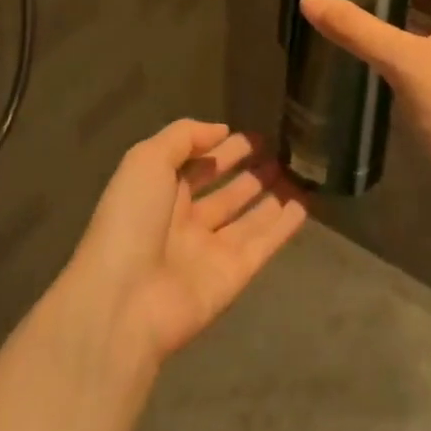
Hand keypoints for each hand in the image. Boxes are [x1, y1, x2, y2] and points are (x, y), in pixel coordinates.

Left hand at [65, 120, 306, 368]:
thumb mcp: (146, 160)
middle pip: (223, 192)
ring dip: (270, 196)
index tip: (251, 135)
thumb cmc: (130, 221)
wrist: (125, 301)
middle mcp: (185, 221)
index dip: (220, 148)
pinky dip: (284, 226)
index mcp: (159, 193)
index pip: (195, 165)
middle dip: (248, 172)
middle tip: (279, 152)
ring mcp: (210, 250)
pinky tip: (304, 205)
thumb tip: (221, 130)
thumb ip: (184, 137)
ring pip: (247, 218)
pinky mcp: (234, 276)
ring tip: (297, 173)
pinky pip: (263, 245)